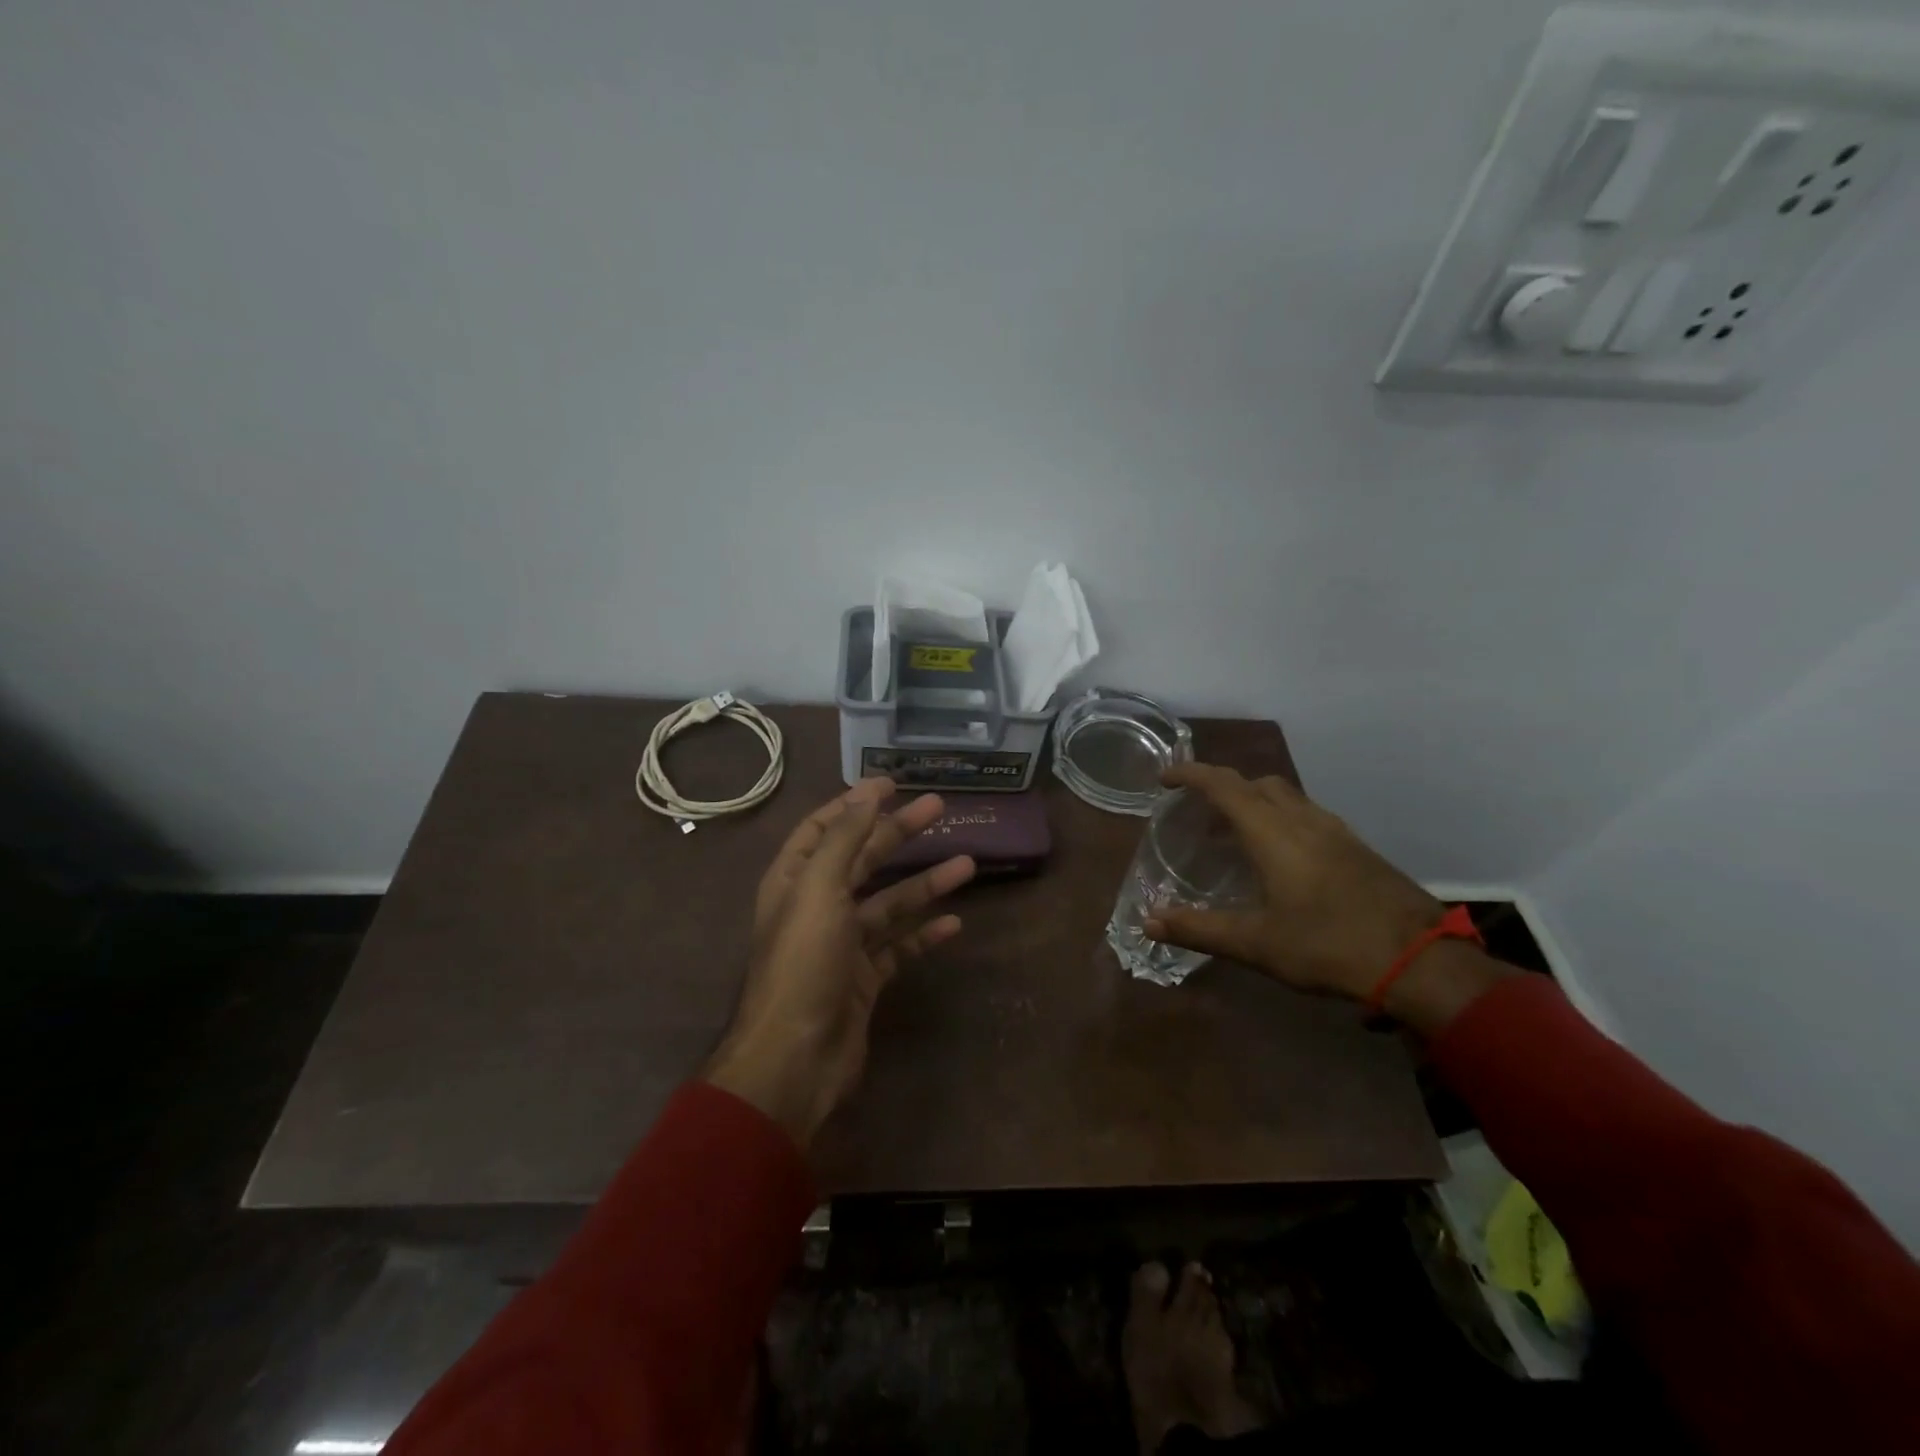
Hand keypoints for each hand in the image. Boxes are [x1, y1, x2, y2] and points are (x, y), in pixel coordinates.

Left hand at [704, 778, 975, 1147]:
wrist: (795, 1059)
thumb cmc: (803, 963)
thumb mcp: (820, 890)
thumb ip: (843, 839)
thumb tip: (867, 792)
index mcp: (795, 880)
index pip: (823, 828)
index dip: (855, 803)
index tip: (892, 784)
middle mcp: (817, 907)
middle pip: (863, 859)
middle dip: (899, 833)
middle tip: (940, 809)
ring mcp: (842, 945)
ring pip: (888, 904)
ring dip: (924, 884)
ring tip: (968, 864)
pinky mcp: (864, 980)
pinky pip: (898, 948)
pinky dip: (923, 935)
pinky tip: (954, 925)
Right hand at [1144, 763, 1446, 1002]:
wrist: (1420, 962)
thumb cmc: (1328, 946)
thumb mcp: (1256, 943)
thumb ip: (1199, 929)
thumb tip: (1148, 922)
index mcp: (1273, 832)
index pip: (1223, 785)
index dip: (1190, 774)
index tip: (1164, 779)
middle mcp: (1303, 820)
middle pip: (1256, 783)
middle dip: (1222, 786)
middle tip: (1197, 811)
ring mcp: (1335, 831)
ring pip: (1286, 796)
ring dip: (1253, 801)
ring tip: (1234, 833)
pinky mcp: (1357, 848)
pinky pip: (1307, 815)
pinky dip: (1280, 818)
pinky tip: (1280, 857)